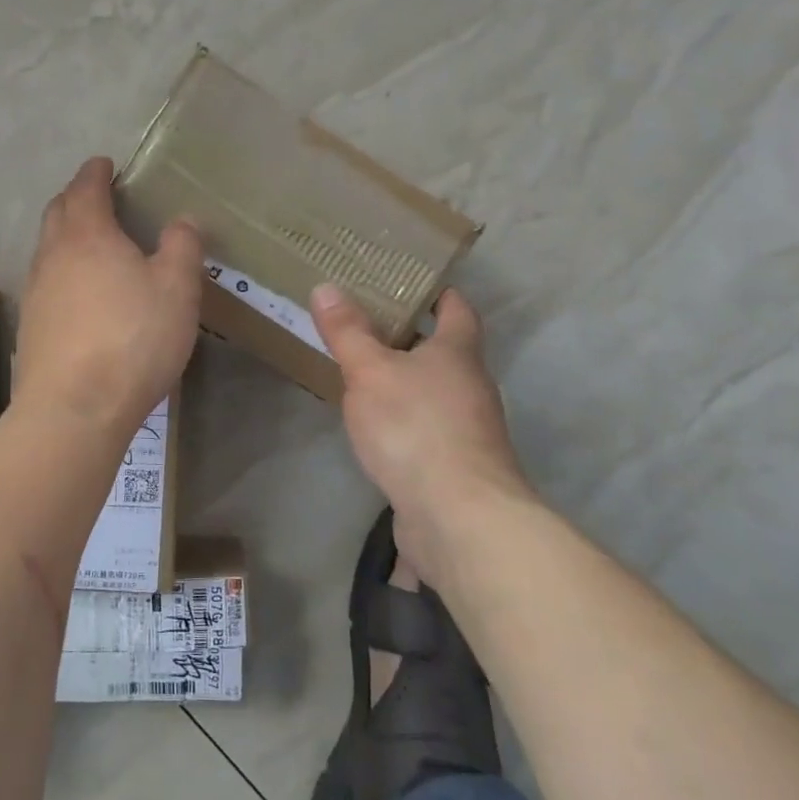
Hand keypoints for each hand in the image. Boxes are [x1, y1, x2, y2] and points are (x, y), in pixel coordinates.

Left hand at [14, 157, 202, 434]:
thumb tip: (182, 220)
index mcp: (87, 234)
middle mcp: (53, 255)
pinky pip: (46, 282)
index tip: (105, 164)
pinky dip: (62, 271)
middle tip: (97, 198)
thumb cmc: (132, 338)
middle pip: (57, 212)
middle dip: (75, 198)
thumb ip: (182, 247)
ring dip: (66, 235)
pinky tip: (81, 293)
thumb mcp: (177, 289)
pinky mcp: (31, 326)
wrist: (74, 408)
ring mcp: (36, 292)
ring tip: (92, 244)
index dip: (96, 172)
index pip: (86, 187)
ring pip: (47, 248)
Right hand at [311, 283, 538, 584]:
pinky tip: (378, 427)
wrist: (459, 517)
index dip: (439, 293)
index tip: (411, 282)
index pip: (457, 309)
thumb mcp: (370, 371)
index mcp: (458, 352)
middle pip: (446, 351)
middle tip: (368, 323)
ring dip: (408, 380)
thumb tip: (326, 286)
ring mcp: (469, 429)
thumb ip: (348, 331)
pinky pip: (429, 428)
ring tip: (365, 373)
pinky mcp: (457, 466)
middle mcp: (472, 385)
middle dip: (412, 337)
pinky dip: (406, 419)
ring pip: (436, 391)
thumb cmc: (415, 427)